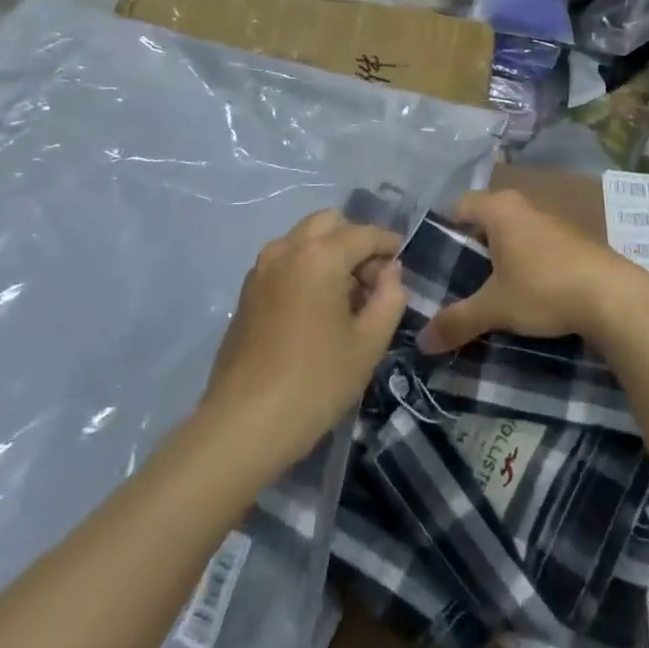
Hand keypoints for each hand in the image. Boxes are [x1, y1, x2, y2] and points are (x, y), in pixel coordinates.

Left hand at [204, 210, 406, 459]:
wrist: (244, 424)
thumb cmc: (316, 382)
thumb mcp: (369, 343)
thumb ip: (390, 297)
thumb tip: (390, 272)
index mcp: (320, 255)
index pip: (364, 233)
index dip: (389, 243)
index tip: (404, 262)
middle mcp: (287, 249)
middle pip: (329, 223)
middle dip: (355, 241)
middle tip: (372, 280)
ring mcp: (261, 269)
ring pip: (303, 239)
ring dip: (328, 252)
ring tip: (345, 296)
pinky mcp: (246, 292)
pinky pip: (284, 261)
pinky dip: (306, 267)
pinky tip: (316, 308)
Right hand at [416, 189, 648, 353]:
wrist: (614, 297)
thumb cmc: (544, 288)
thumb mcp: (495, 308)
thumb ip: (457, 321)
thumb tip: (422, 342)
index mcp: (500, 209)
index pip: (460, 205)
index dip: (444, 229)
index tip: (435, 259)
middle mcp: (525, 206)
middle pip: (487, 220)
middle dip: (472, 247)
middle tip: (457, 280)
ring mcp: (553, 222)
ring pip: (514, 233)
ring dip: (502, 257)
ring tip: (489, 291)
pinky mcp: (574, 241)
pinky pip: (537, 246)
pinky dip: (527, 264)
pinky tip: (527, 293)